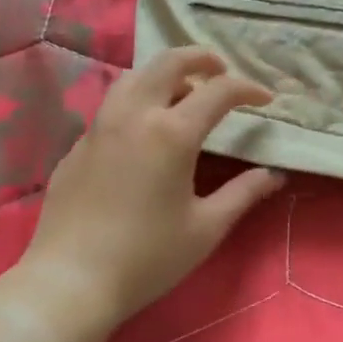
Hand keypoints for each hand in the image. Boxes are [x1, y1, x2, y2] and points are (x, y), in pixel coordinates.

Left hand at [5, 48, 283, 330]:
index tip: (265, 99)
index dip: (248, 88)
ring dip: (165, 74)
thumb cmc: (146, 257)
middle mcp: (135, 115)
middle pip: (170, 61)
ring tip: (183, 94)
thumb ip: (244, 193)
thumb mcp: (205, 228)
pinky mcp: (78, 144)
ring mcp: (101, 126)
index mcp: (172, 133)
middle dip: (202, 58)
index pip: (219, 91)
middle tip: (222, 72)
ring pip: (135, 77)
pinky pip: (113, 106)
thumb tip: (274, 174)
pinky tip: (144, 132)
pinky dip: (138, 101)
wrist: (68, 283)